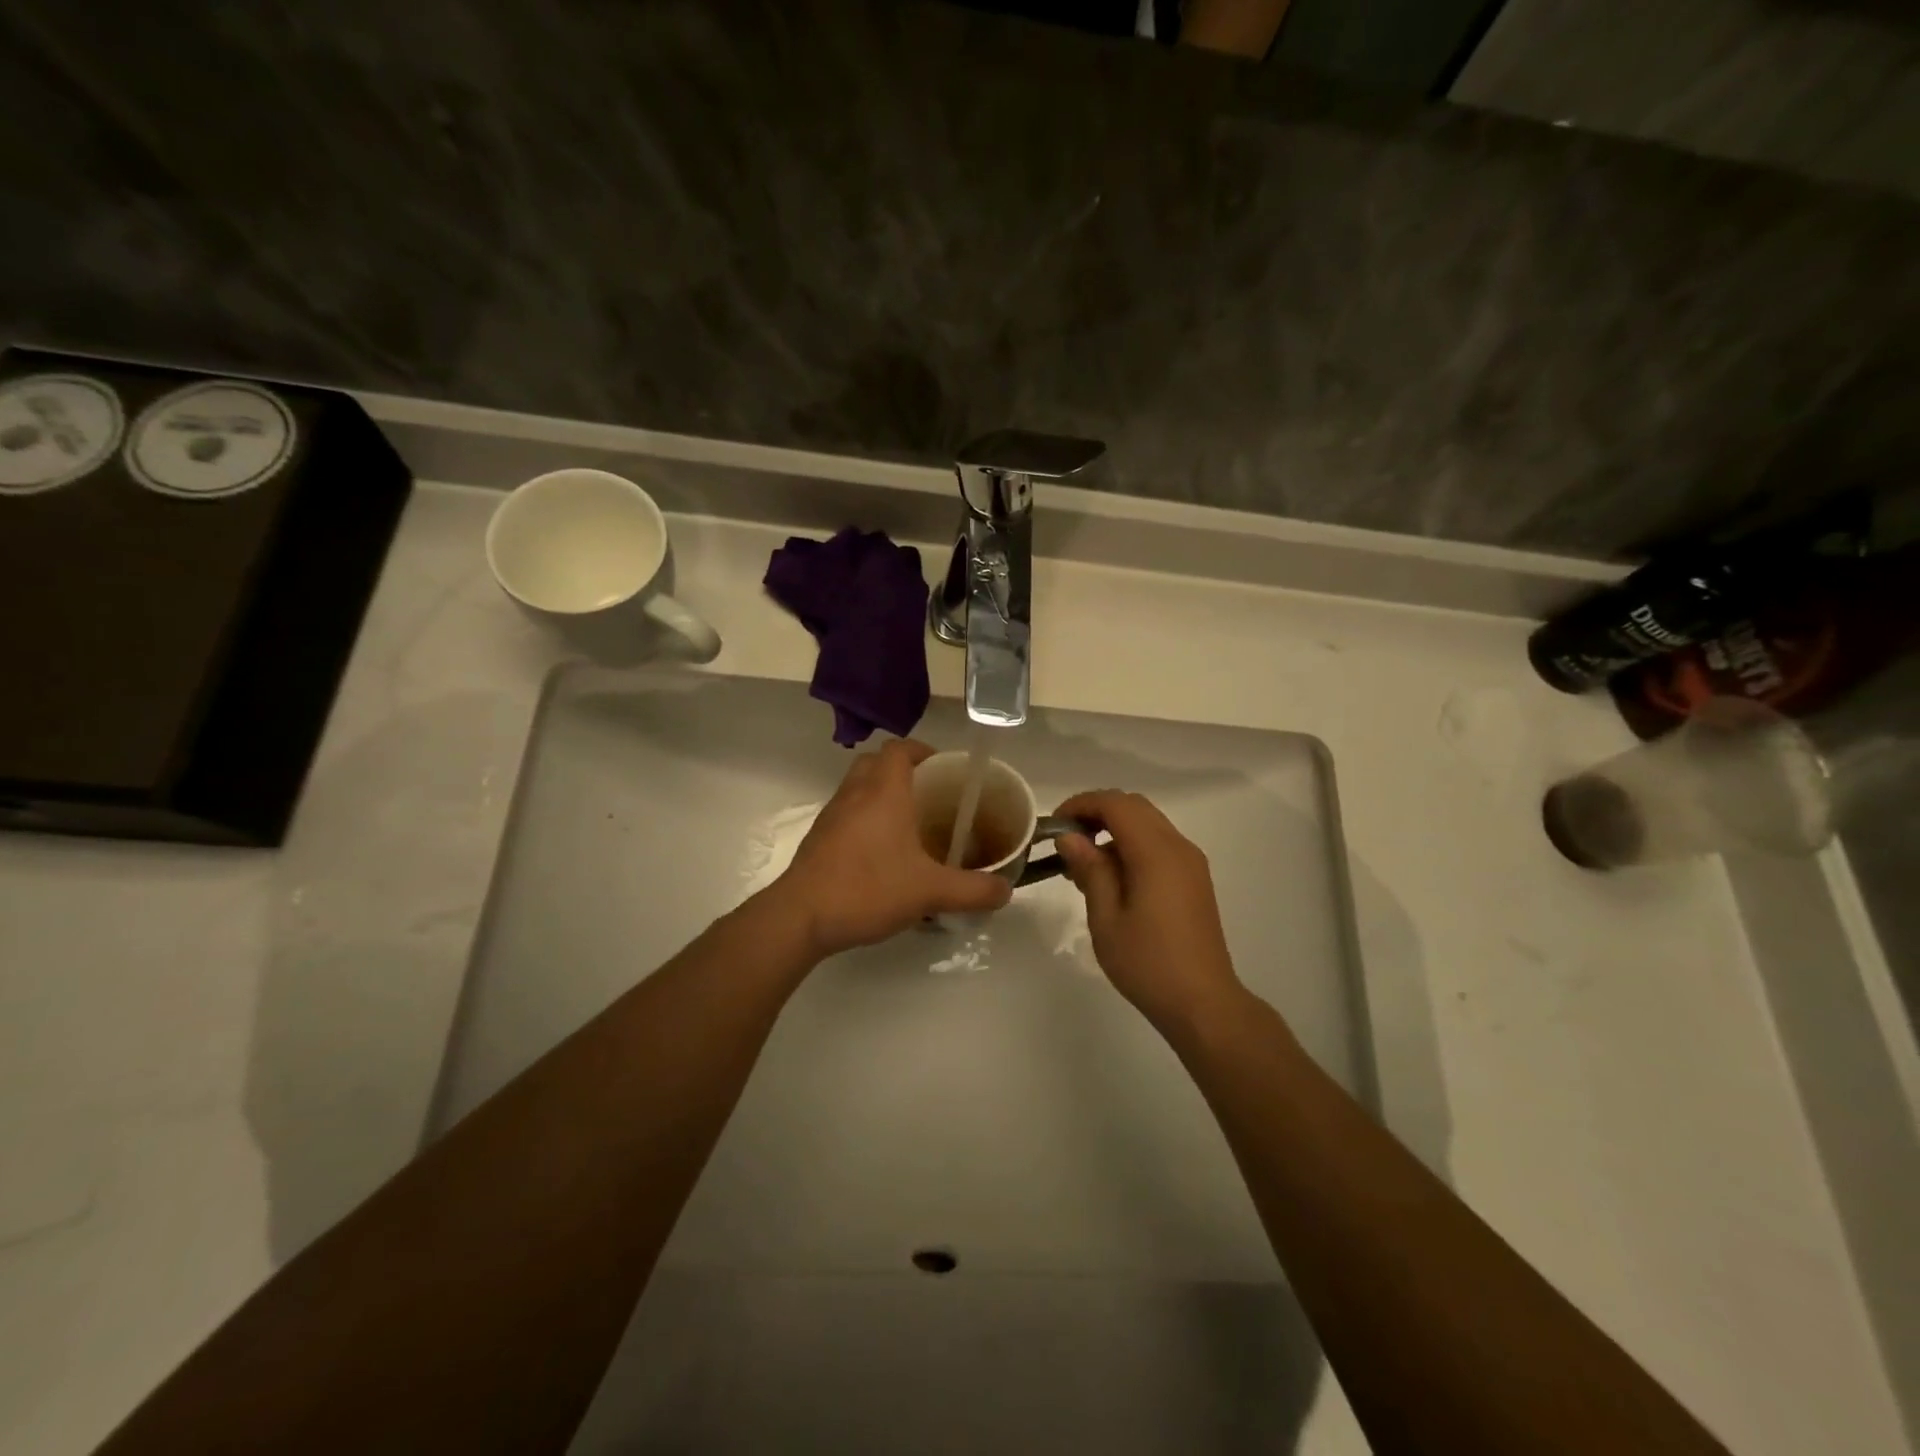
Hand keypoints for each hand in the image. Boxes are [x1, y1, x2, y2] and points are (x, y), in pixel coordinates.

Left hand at [772, 740, 1011, 958]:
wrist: (800, 917)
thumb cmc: (868, 889)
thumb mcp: (930, 892)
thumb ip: (973, 890)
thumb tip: (1006, 890)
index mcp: (883, 792)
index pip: (899, 749)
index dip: (921, 750)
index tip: (942, 768)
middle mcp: (854, 794)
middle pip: (875, 762)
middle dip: (901, 770)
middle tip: (928, 795)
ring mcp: (831, 815)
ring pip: (857, 787)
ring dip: (880, 794)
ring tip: (908, 824)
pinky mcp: (818, 839)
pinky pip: (845, 813)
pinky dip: (864, 819)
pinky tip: (881, 853)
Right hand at [1053, 790, 1245, 1034]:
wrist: (1202, 1003)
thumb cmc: (1147, 963)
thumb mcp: (1106, 918)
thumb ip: (1090, 870)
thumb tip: (1070, 837)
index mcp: (1156, 853)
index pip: (1116, 804)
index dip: (1082, 804)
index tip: (1055, 825)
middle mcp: (1178, 847)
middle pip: (1134, 806)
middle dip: (1097, 813)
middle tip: (1067, 841)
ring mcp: (1190, 862)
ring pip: (1148, 823)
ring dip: (1114, 829)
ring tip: (1084, 865)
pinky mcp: (1194, 878)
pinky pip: (1159, 844)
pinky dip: (1132, 845)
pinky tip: (1112, 879)